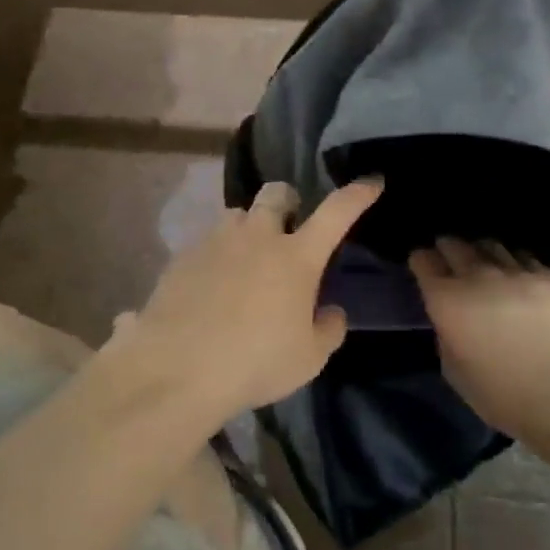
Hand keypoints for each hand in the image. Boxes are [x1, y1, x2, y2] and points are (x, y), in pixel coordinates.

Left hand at [114, 179, 383, 418]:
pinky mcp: (183, 256)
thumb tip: (331, 311)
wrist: (177, 369)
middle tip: (290, 224)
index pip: (336, 212)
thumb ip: (328, 330)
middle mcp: (257, 237)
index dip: (357, 194)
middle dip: (288, 201)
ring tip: (247, 256)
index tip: (372, 181)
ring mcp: (216, 242)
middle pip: (276, 193)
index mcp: (296, 257)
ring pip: (237, 214)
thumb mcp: (308, 359)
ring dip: (249, 227)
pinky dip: (218, 254)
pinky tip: (212, 285)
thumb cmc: (254, 363)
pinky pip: (207, 241)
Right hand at [410, 239, 549, 436]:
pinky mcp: (545, 277)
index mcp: (445, 299)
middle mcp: (475, 275)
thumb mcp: (453, 369)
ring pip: (489, 244)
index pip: (423, 260)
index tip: (423, 269)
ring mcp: (512, 272)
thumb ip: (446, 335)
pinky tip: (517, 273)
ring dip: (480, 252)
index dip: (420, 262)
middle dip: (447, 249)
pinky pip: (522, 256)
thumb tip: (452, 321)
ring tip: (484, 263)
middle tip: (449, 260)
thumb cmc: (499, 392)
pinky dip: (514, 261)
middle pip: (453, 244)